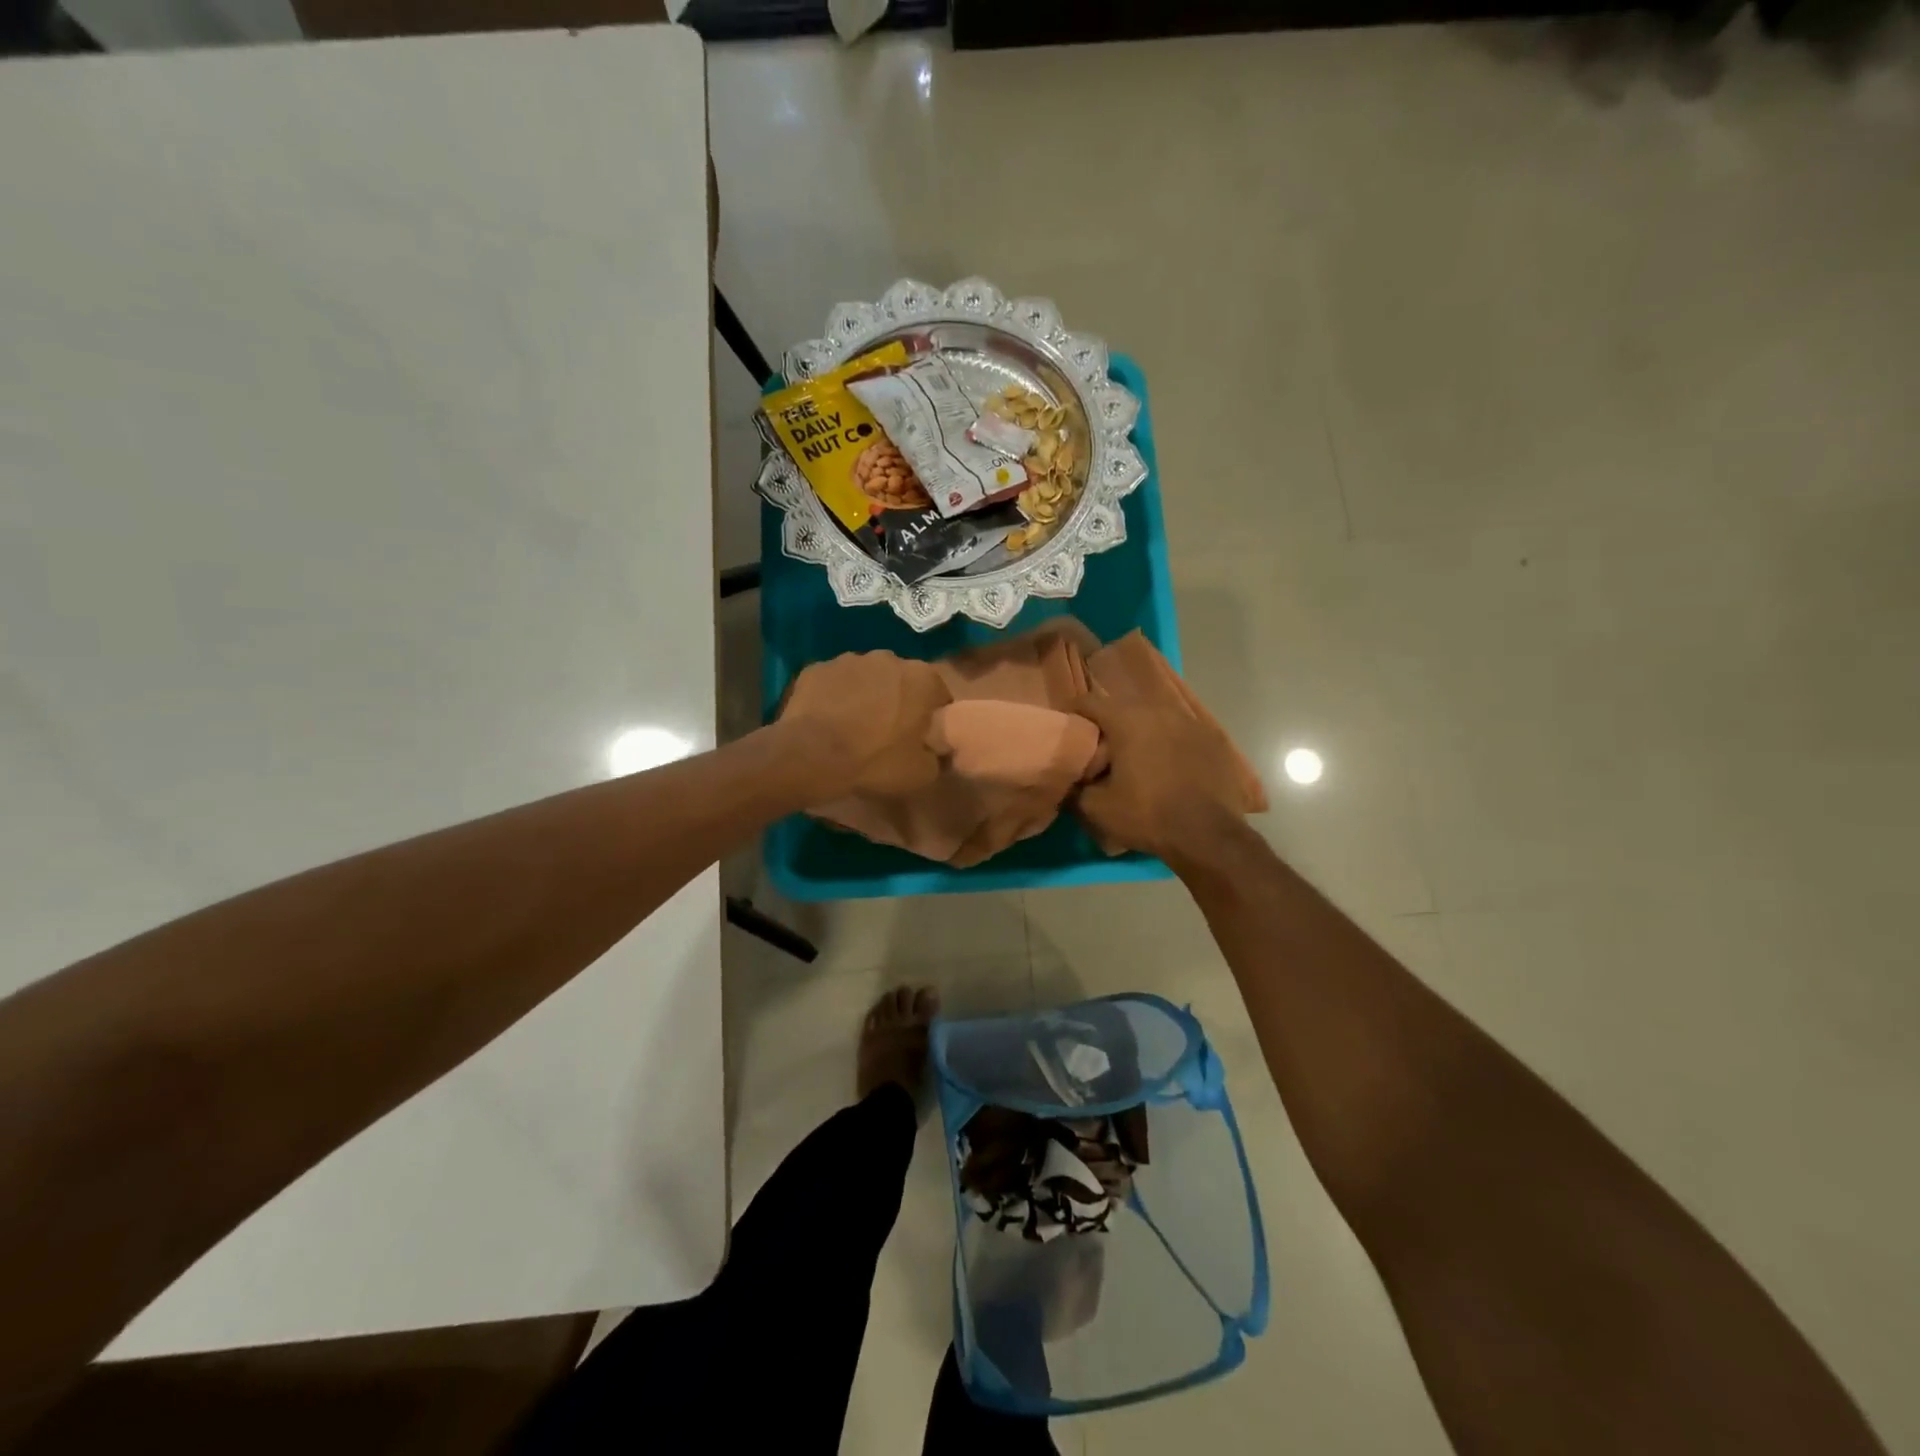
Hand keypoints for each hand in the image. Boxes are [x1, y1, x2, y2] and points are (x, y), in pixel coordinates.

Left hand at [782, 651, 949, 796]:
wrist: (812, 756)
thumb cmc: (875, 761)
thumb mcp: (921, 773)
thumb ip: (937, 757)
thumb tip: (935, 751)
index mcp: (922, 678)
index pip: (939, 696)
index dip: (932, 718)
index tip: (921, 739)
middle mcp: (889, 658)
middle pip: (901, 681)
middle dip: (899, 701)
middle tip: (888, 734)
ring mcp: (849, 659)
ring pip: (866, 678)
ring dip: (866, 696)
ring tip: (854, 727)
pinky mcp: (818, 668)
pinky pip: (834, 683)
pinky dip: (835, 697)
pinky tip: (828, 722)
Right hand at [1071, 693, 1250, 862]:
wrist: (1209, 836)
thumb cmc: (1147, 816)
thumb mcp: (1097, 808)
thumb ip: (1075, 785)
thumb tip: (1070, 777)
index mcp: (1128, 719)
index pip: (1089, 702)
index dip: (1073, 715)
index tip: (1068, 733)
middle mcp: (1160, 710)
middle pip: (1123, 708)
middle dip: (1108, 726)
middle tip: (1100, 752)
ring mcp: (1192, 722)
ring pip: (1155, 719)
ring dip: (1141, 734)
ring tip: (1135, 760)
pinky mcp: (1213, 740)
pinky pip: (1181, 734)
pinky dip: (1168, 745)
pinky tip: (1168, 769)